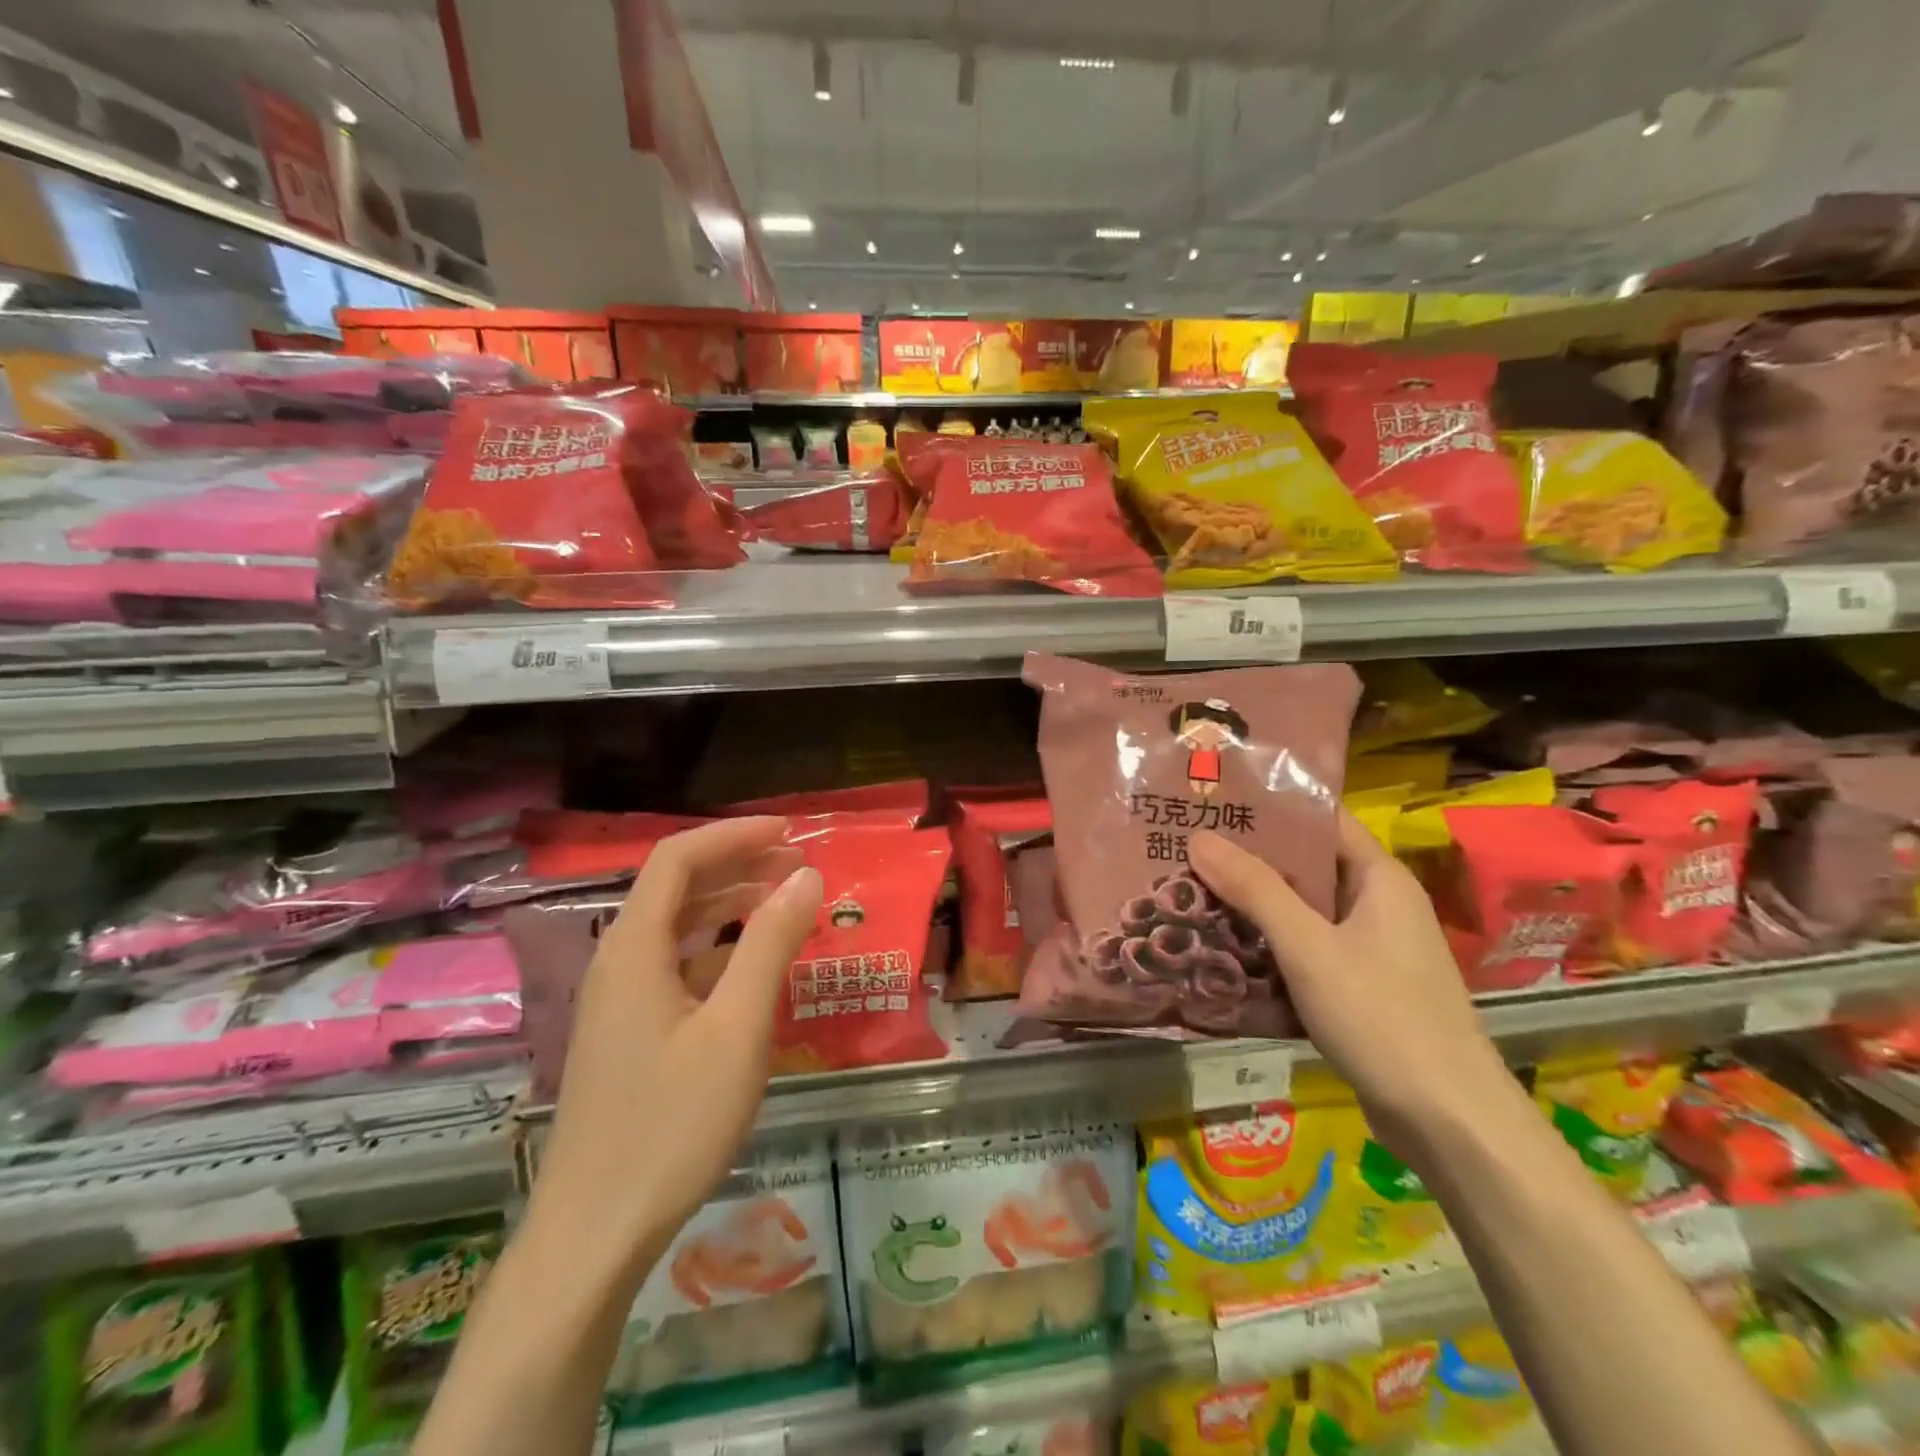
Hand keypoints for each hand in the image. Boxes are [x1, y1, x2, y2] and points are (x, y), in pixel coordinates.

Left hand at [523, 817, 822, 1278]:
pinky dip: (718, 951)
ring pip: (676, 928)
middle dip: (737, 865)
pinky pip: (675, 967)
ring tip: (784, 903)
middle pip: (675, 888)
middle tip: (798, 865)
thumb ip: (770, 944)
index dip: (733, 834)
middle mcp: (618, 962)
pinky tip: (753, 970)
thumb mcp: (737, 1029)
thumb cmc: (671, 1124)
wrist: (594, 1235)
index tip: (789, 831)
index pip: (678, 858)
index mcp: (634, 948)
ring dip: (729, 906)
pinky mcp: (626, 1033)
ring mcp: (618, 1001)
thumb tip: (805, 876)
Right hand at [1188, 812, 1515, 1151]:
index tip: (1216, 799)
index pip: (1322, 819)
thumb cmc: (1382, 1017)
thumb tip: (1199, 837)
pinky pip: (1305, 948)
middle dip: (1248, 856)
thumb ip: (1255, 890)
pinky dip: (1268, 942)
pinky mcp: (1358, 987)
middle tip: (1185, 844)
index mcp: (1379, 879)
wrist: (1448, 1123)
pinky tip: (1221, 946)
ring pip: (1301, 910)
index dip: (1272, 805)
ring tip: (1189, 888)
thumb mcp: (1309, 947)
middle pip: (1306, 865)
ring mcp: (1369, 948)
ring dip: (1252, 902)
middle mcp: (1377, 905)